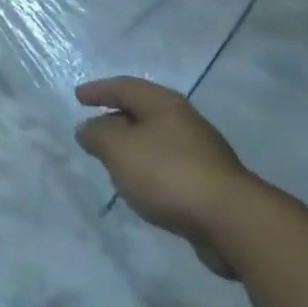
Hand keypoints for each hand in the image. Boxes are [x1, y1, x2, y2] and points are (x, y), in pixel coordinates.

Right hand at [76, 77, 258, 277]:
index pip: (125, 87)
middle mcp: (184, 120)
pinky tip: (141, 188)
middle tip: (94, 131)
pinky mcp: (208, 181)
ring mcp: (200, 151)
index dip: (99, 90)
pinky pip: (168, 166)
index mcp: (164, 104)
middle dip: (116, 119)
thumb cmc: (168, 173)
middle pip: (143, 112)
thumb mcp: (120, 149)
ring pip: (156, 140)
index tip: (78, 97)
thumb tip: (87, 128)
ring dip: (133, 147)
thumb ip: (98, 135)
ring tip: (113, 162)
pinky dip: (149, 169)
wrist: (229, 219)